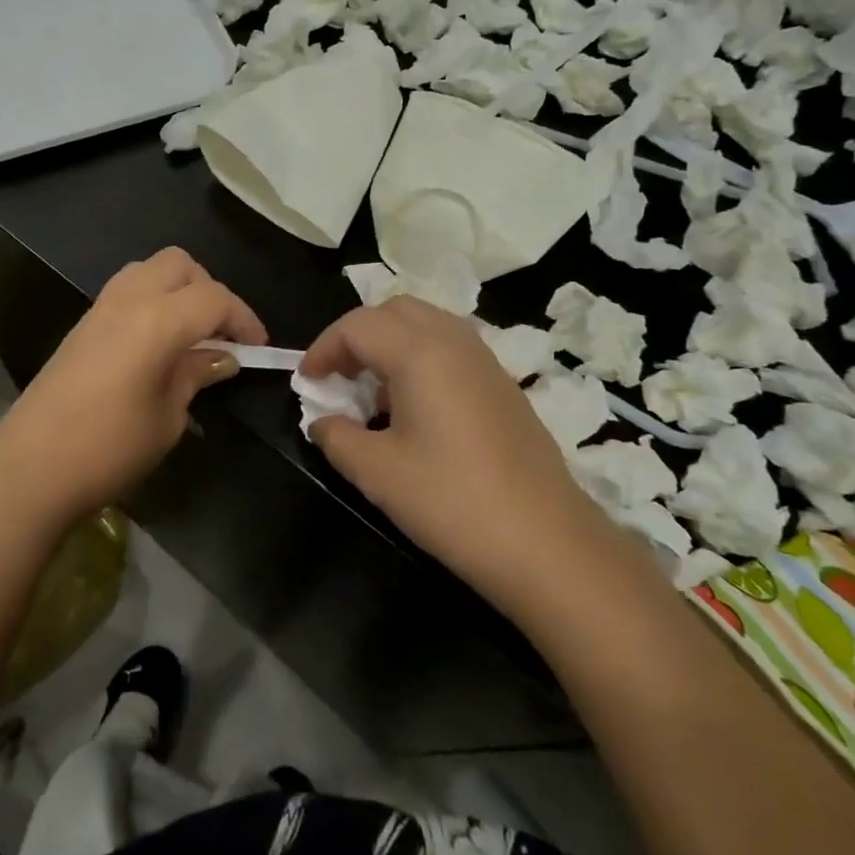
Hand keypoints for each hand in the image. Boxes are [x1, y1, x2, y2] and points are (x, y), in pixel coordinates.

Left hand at [0, 248, 265, 533]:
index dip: (244, 319)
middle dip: (209, 290)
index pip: (215, 299)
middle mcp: (129, 300)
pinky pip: (126, 290)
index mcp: (158, 320)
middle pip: (179, 264)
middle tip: (221, 334)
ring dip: (177, 289)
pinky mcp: (81, 324)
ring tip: (190, 334)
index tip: (258, 349)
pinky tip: (156, 343)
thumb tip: (221, 358)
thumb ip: (195, 375)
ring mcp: (100, 308)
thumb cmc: (110, 448)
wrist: (31, 467)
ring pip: (149, 269)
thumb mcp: (168, 417)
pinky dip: (152, 301)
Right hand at [299, 298, 589, 578]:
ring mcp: (485, 360)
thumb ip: (336, 437)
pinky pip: (449, 347)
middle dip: (356, 336)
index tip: (306, 383)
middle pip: (393, 311)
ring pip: (425, 324)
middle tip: (338, 377)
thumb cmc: (452, 502)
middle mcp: (454, 341)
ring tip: (372, 392)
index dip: (323, 349)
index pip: (356, 326)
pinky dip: (419, 358)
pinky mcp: (503, 384)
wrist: (547, 544)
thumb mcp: (376, 472)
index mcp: (419, 352)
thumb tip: (323, 422)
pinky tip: (414, 408)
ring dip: (389, 344)